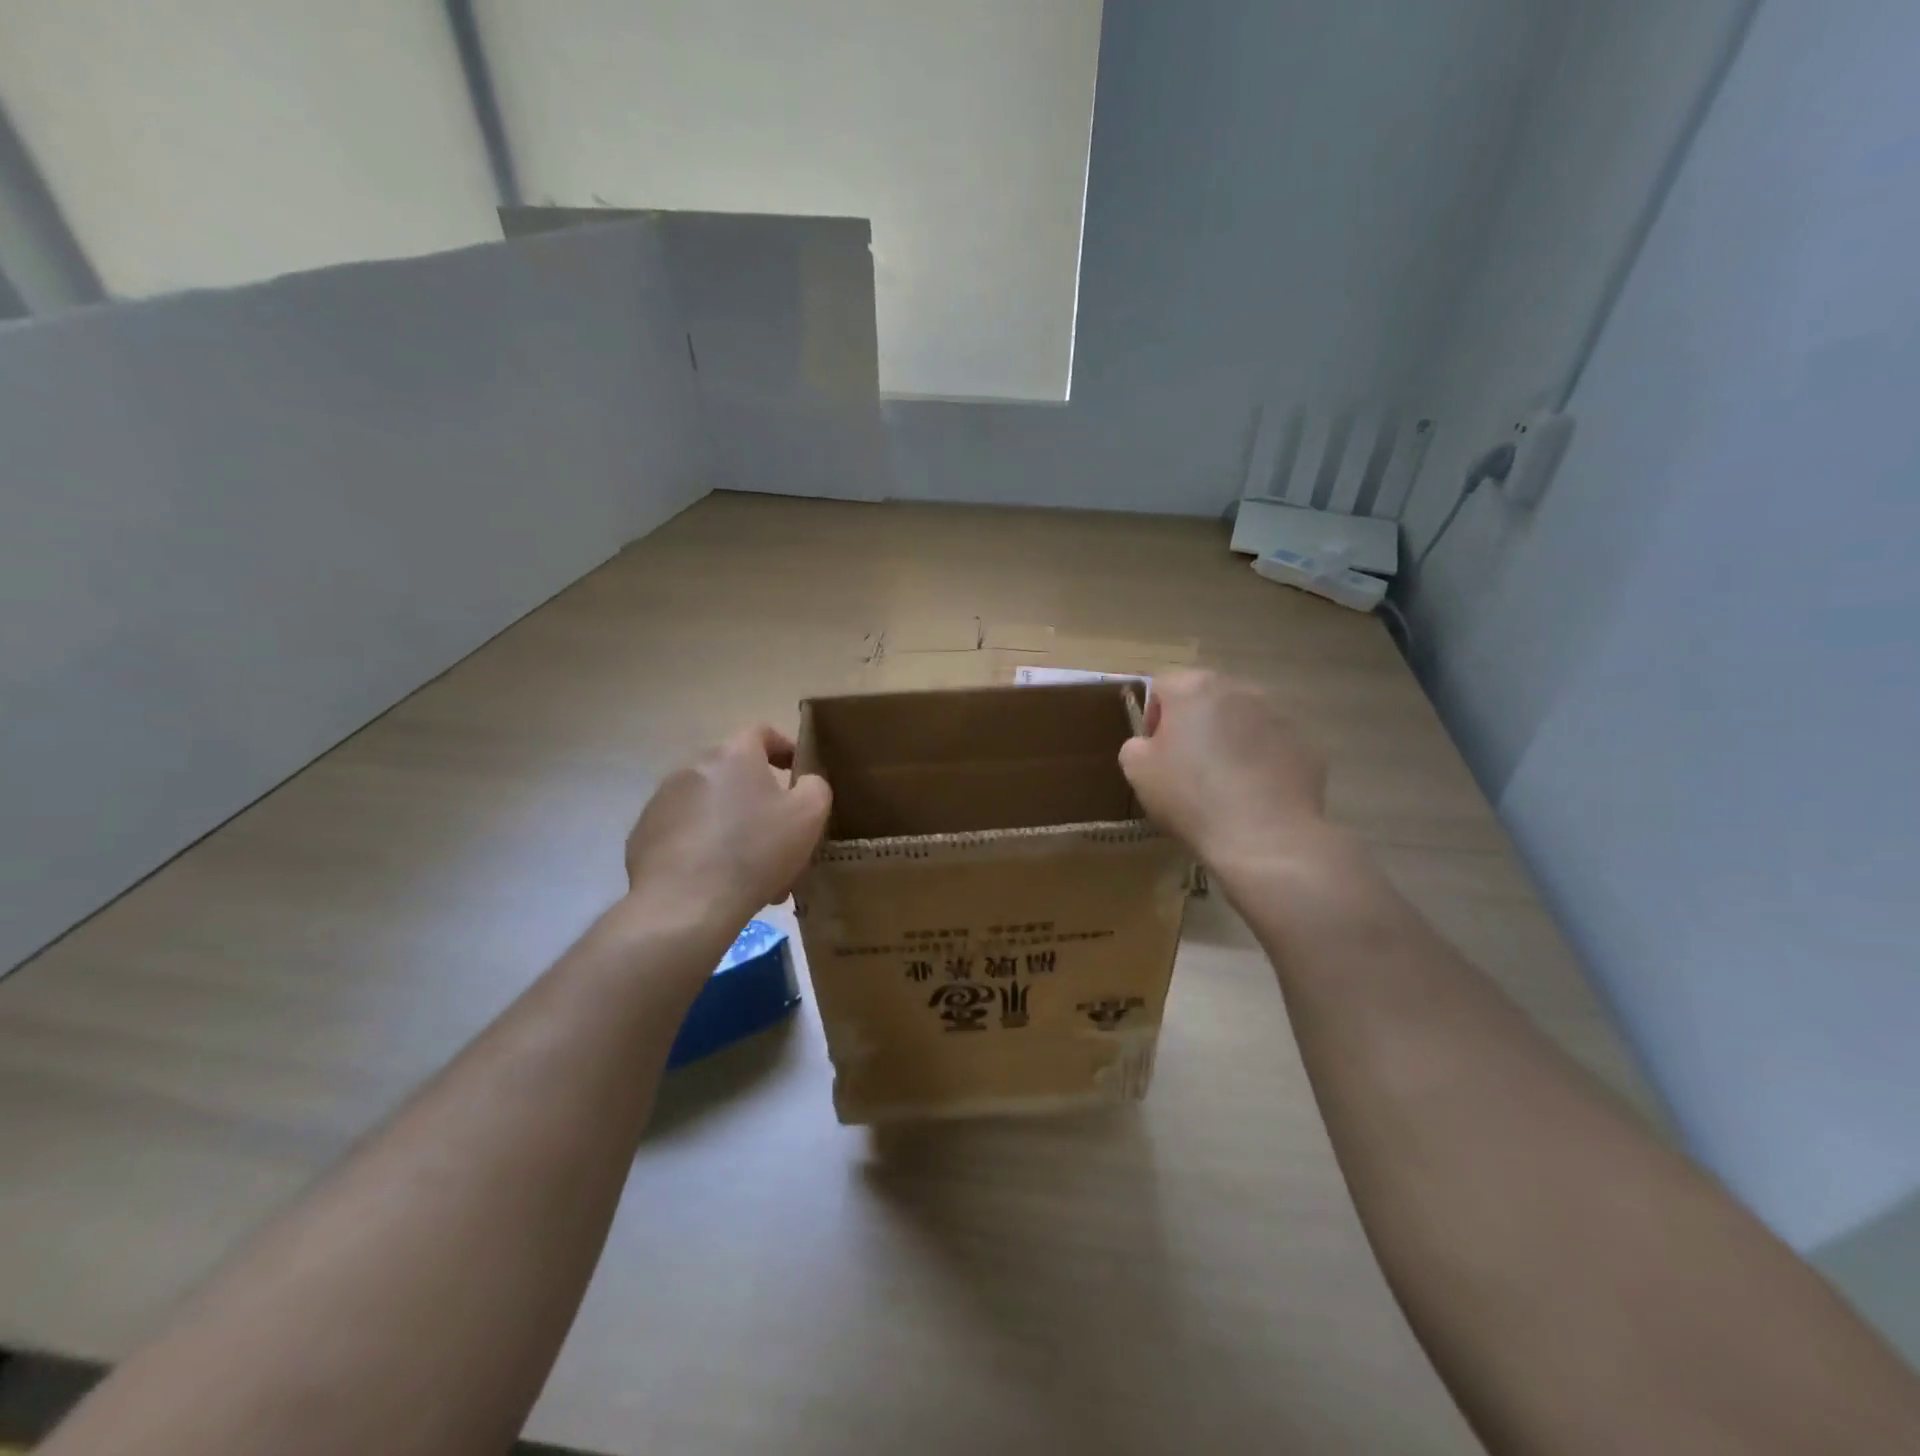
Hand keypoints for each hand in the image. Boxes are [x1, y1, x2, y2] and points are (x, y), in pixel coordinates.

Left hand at [624, 726, 831, 926]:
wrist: (684, 906)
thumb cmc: (754, 852)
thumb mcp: (809, 816)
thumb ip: (815, 787)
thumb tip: (806, 782)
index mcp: (733, 755)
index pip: (761, 732)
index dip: (784, 747)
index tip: (799, 773)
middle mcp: (692, 767)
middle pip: (735, 773)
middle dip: (760, 798)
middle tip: (780, 833)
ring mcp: (662, 801)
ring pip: (710, 806)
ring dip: (733, 825)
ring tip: (752, 867)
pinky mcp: (643, 836)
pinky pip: (685, 833)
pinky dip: (704, 847)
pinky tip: (719, 881)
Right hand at [1119, 670, 1328, 869]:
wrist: (1264, 836)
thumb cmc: (1191, 797)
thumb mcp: (1137, 772)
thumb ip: (1136, 746)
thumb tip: (1149, 744)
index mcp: (1194, 688)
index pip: (1162, 685)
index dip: (1152, 715)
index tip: (1154, 749)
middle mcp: (1240, 690)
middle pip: (1206, 697)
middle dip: (1194, 723)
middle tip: (1187, 765)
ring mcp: (1279, 715)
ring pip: (1243, 719)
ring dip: (1230, 739)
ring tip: (1224, 782)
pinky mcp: (1306, 745)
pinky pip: (1273, 746)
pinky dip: (1261, 761)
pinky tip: (1254, 794)